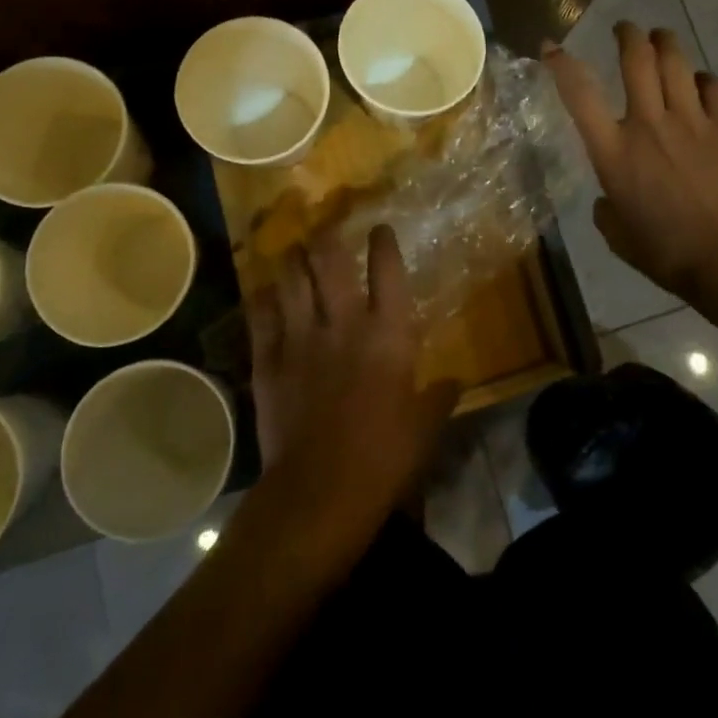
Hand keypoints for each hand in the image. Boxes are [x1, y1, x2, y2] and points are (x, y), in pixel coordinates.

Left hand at [248, 226, 458, 542]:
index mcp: (387, 334)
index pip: (388, 271)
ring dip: (292, 260)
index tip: (380, 228)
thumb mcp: (425, 428)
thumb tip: (456, 381)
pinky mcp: (268, 360)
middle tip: (325, 227)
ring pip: (291, 279)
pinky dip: (262, 298)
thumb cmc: (383, 457)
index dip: (384, 244)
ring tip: (293, 250)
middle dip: (327, 237)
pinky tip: (263, 291)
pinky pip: (260, 315)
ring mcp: (300, 338)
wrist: (319, 490)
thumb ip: (440, 397)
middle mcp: (342, 323)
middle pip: (330, 261)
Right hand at [545, 23, 717, 298]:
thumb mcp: (618, 237)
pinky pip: (712, 87)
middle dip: (628, 35)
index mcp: (613, 151)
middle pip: (636, 59)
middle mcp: (648, 124)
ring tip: (660, 37)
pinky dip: (702, 79)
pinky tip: (699, 83)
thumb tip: (610, 200)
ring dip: (665, 42)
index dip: (561, 64)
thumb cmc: (666, 252)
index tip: (551, 47)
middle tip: (625, 28)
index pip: (579, 94)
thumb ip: (607, 211)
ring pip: (675, 62)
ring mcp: (690, 121)